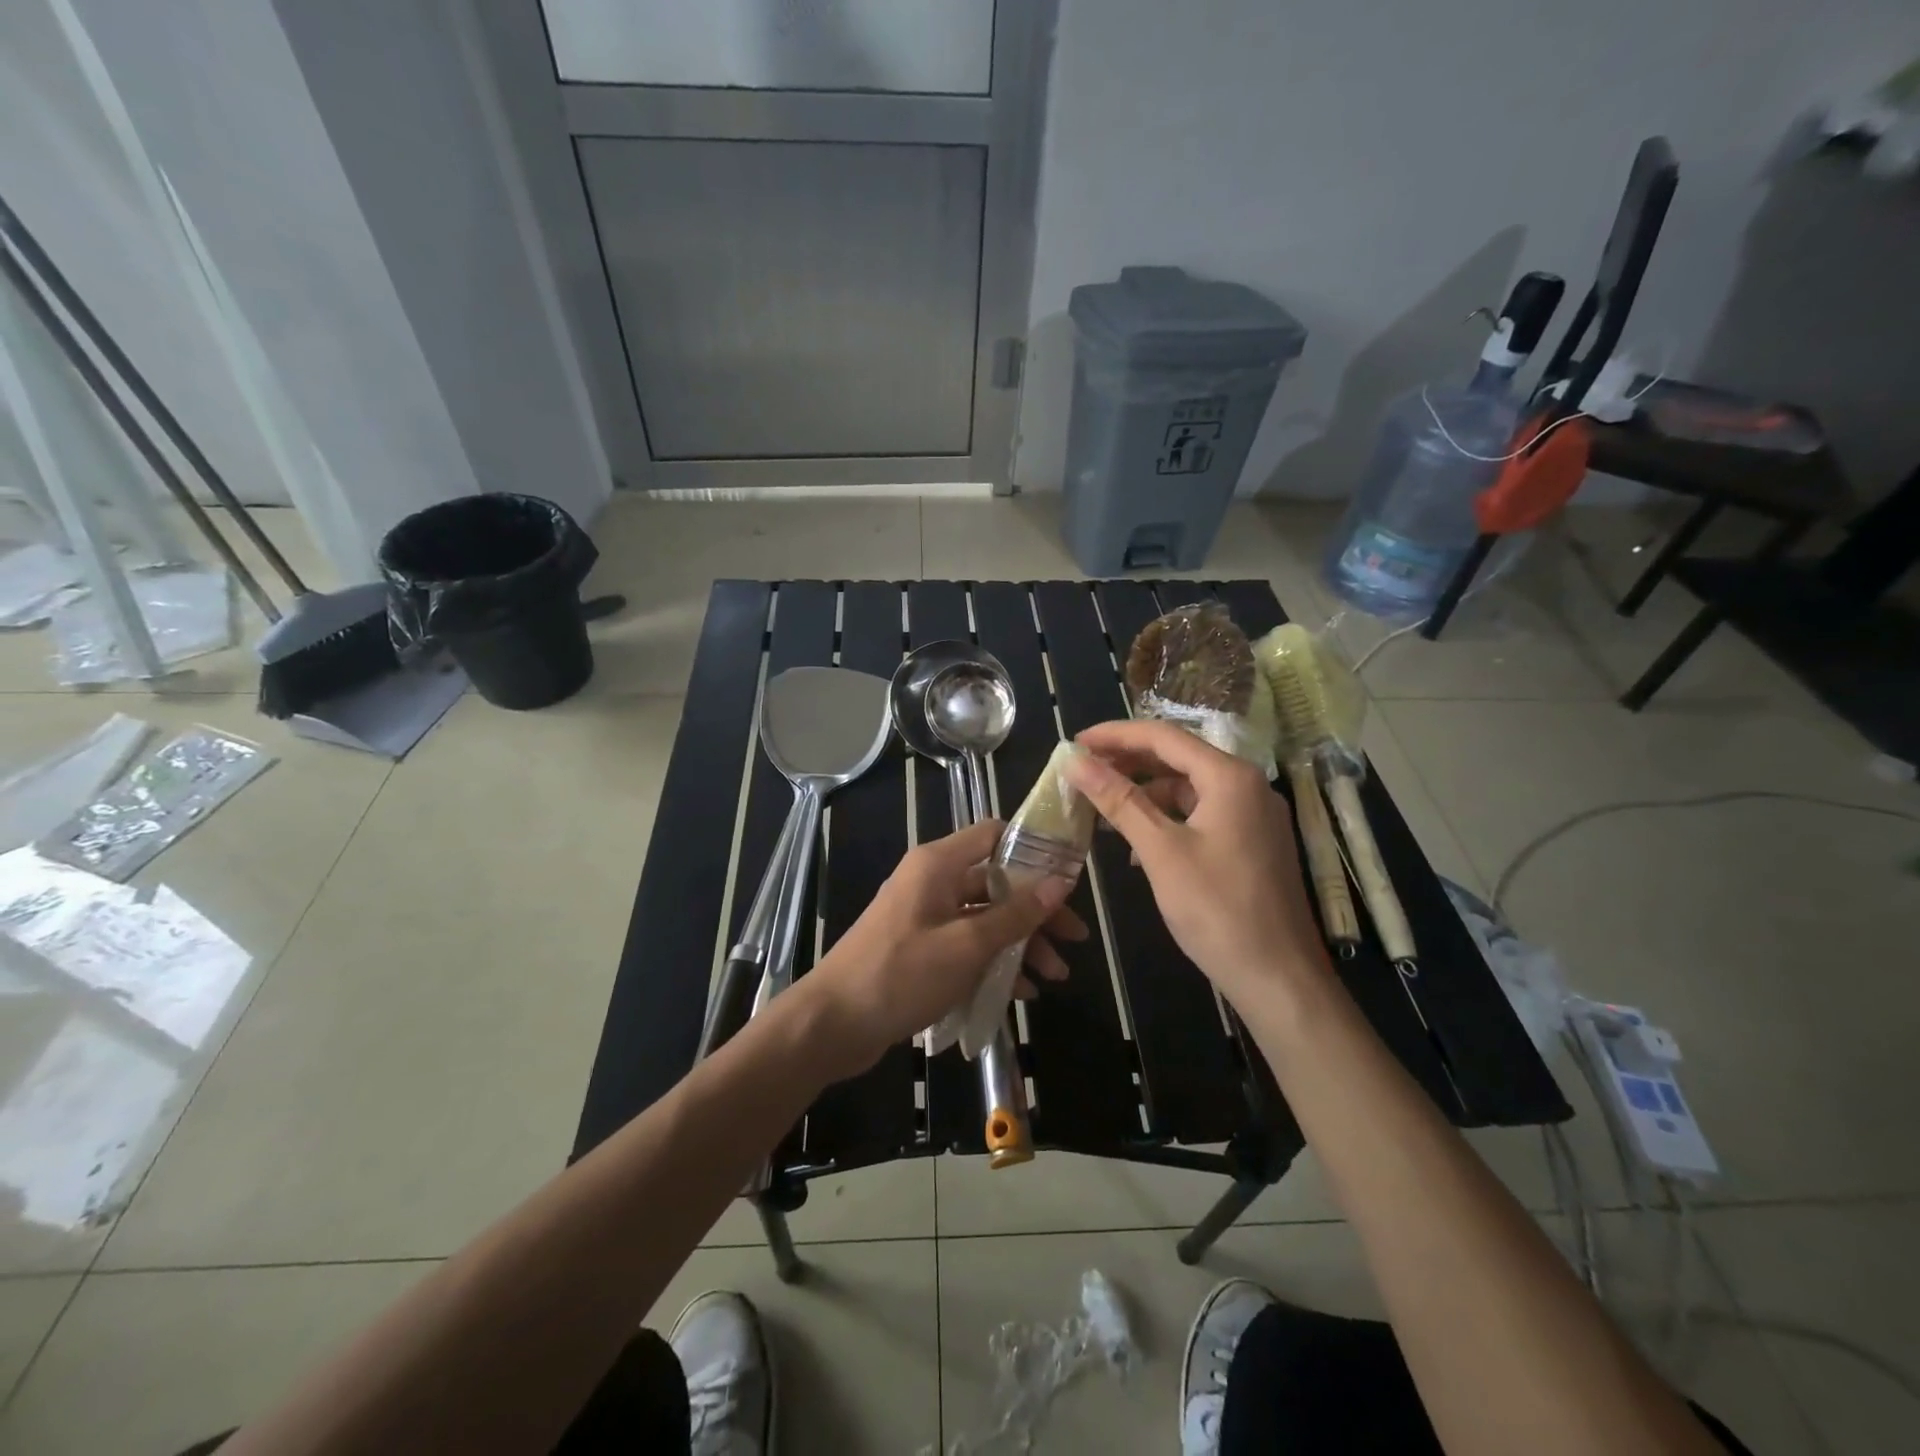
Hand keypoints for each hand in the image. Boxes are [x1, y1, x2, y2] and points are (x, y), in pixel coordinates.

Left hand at [799, 819, 1083, 1077]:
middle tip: (1074, 940)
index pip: (994, 834)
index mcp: (937, 864)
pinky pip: (967, 944)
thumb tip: (1059, 882)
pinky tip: (1021, 992)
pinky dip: (994, 962)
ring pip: (985, 917)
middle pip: (996, 882)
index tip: (1069, 876)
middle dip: (1036, 911)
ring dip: (1020, 943)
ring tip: (1055, 977)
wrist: (833, 1023)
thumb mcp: (966, 945)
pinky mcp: (920, 948)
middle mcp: (932, 881)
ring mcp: (925, 916)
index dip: (1034, 849)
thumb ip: (1015, 914)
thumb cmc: (900, 974)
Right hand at [1064, 719, 1329, 1003]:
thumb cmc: (1217, 910)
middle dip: (1128, 762)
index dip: (1114, 735)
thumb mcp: (1160, 851)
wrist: (1279, 979)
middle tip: (1082, 771)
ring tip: (1103, 807)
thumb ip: (1118, 801)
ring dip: (1145, 793)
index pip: (1163, 736)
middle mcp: (1247, 785)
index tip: (1074, 743)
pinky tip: (1138, 842)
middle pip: (1178, 758)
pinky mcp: (1252, 842)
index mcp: (1230, 777)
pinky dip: (1167, 818)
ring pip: (1188, 788)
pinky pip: (1201, 814)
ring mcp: (1253, 815)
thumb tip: (1075, 761)